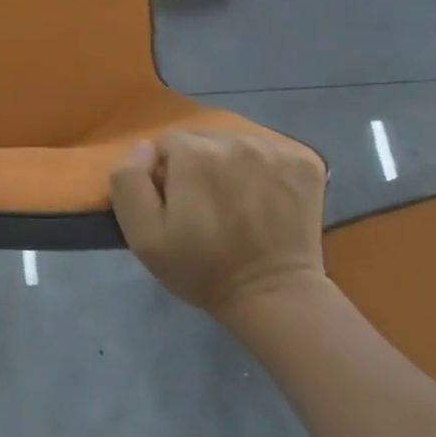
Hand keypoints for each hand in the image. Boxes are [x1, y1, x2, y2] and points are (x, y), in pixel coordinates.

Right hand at [110, 131, 328, 316]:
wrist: (274, 297)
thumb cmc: (201, 268)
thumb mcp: (143, 236)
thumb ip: (129, 181)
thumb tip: (144, 148)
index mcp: (194, 153)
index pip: (167, 144)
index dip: (167, 174)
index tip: (178, 205)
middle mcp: (236, 140)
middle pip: (203, 139)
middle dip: (198, 165)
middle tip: (206, 206)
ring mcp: (275, 149)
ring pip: (237, 143)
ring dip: (231, 165)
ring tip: (237, 203)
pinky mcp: (306, 161)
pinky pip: (271, 150)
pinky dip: (265, 169)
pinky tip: (265, 198)